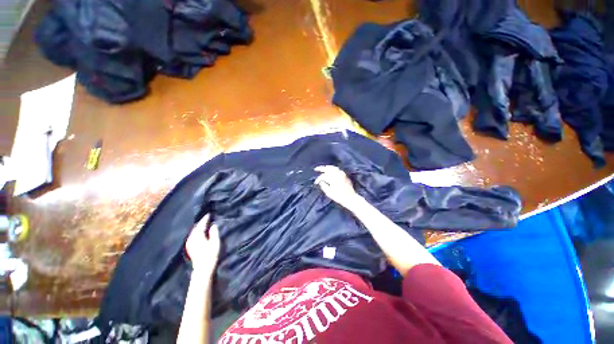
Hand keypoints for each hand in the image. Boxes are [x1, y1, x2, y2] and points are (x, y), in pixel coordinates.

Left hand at [185, 214, 220, 273]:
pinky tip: (198, 233)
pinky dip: (196, 232)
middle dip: (201, 222)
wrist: (203, 268)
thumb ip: (214, 232)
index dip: (205, 219)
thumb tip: (213, 225)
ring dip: (198, 227)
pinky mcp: (190, 248)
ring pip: (193, 232)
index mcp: (198, 236)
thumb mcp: (215, 242)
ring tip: (203, 224)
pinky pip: (192, 236)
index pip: (201, 224)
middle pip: (195, 227)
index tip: (209, 214)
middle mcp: (192, 238)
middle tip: (206, 217)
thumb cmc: (211, 255)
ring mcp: (189, 243)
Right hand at [314, 165, 362, 209]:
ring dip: (327, 168)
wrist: (350, 198)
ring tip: (323, 168)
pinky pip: (337, 169)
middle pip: (328, 169)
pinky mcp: (344, 175)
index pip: (323, 176)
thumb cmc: (339, 196)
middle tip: (316, 169)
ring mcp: (342, 173)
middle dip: (321, 168)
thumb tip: (321, 182)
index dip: (318, 179)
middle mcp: (337, 174)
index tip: (316, 183)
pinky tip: (330, 171)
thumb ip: (323, 186)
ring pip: (333, 168)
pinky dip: (332, 169)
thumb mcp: (329, 193)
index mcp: (333, 178)